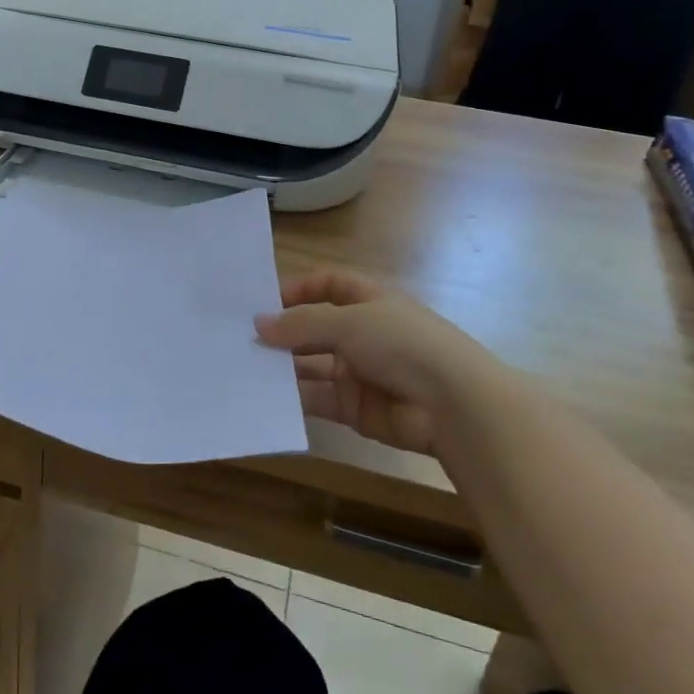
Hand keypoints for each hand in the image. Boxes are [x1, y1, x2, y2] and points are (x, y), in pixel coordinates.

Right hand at [255, 270, 496, 455]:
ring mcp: (359, 371)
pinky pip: (318, 398)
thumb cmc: (403, 344)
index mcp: (370, 300)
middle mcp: (363, 333)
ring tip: (244, 366)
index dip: (298, 288)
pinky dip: (294, 397)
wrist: (452, 406)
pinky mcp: (355, 408)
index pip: (329, 284)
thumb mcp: (349, 322)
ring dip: (283, 365)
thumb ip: (301, 323)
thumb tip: (259, 323)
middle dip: (283, 331)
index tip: (262, 300)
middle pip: (315, 327)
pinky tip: (265, 395)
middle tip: (241, 337)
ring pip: (312, 364)